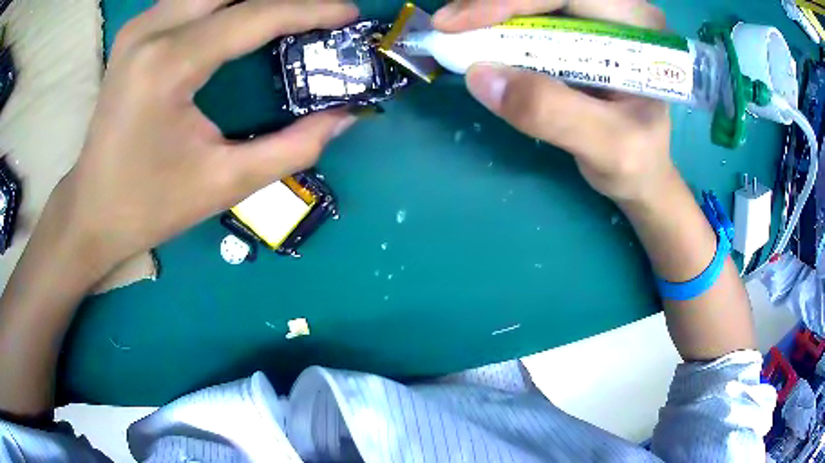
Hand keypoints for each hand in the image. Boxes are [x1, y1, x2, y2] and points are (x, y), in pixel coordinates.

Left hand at [51, 0, 358, 272]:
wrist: (92, 210)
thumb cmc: (150, 205)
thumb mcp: (225, 184)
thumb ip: (293, 147)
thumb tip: (344, 116)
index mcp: (169, 65)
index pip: (255, 15)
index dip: (311, 9)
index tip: (349, 12)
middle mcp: (152, 29)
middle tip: (316, 12)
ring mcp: (140, 26)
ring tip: (285, 14)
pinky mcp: (136, 31)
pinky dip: (224, 2)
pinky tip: (242, 16)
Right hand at [433, 0, 674, 204]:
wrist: (641, 170)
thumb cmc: (636, 161)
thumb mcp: (609, 148)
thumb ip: (555, 113)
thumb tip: (479, 75)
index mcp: (636, 31)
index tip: (458, 24)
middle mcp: (616, 13)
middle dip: (492, 0)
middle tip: (448, 24)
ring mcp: (595, 17)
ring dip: (489, 5)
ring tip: (455, 27)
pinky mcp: (577, 28)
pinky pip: (531, 9)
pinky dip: (495, 15)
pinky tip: (475, 29)